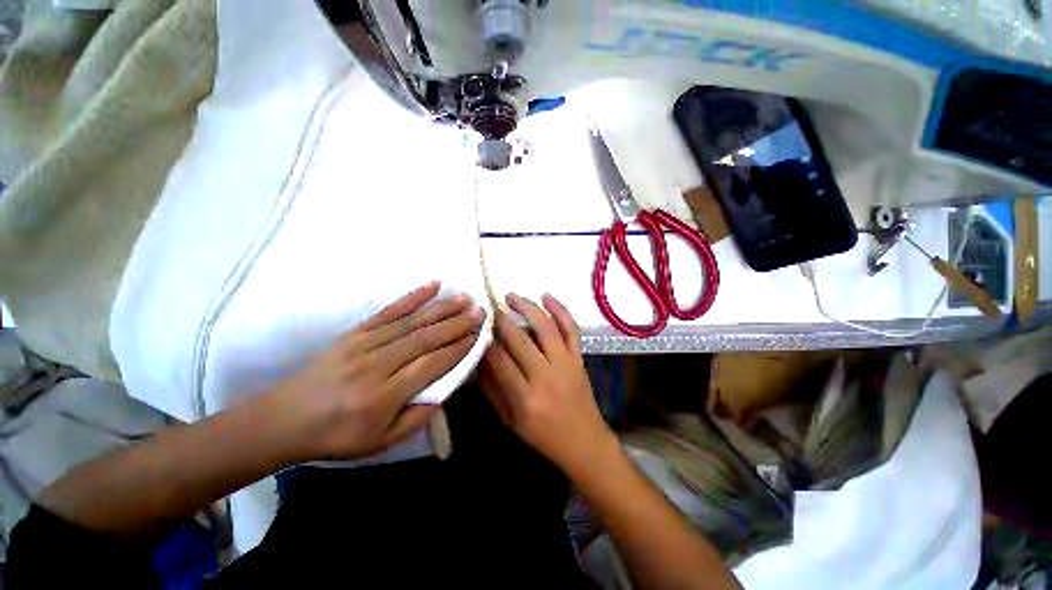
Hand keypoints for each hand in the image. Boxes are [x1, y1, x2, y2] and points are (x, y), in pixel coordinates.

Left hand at [269, 283, 484, 460]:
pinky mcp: (354, 332)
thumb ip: (418, 416)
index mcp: (384, 396)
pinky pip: (387, 311)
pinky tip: (431, 286)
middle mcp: (376, 365)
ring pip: (411, 322)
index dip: (458, 348)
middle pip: (425, 338)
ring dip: (441, 308)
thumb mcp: (382, 442)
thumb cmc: (338, 436)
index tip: (479, 335)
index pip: (431, 365)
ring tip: (465, 298)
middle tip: (481, 311)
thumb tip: (447, 389)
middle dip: (457, 324)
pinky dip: (412, 297)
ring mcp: (364, 344)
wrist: (284, 420)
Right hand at [479, 293, 614, 471]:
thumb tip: (478, 361)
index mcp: (525, 397)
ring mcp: (566, 363)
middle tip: (489, 309)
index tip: (476, 328)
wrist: (584, 442)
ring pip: (546, 328)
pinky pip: (571, 329)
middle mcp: (546, 376)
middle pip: (520, 340)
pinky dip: (560, 310)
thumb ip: (493, 390)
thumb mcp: (510, 420)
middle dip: (501, 321)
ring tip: (511, 296)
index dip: (486, 342)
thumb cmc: (543, 435)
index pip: (500, 361)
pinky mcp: (579, 358)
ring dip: (527, 308)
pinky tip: (546, 297)